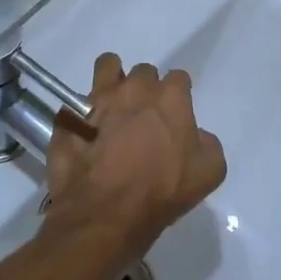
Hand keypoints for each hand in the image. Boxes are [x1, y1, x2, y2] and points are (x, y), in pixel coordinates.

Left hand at [42, 53, 226, 265]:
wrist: (106, 213)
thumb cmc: (162, 191)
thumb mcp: (209, 172)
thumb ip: (207, 143)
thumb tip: (194, 136)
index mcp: (170, 97)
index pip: (179, 78)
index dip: (178, 95)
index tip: (175, 115)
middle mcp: (134, 89)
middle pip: (143, 73)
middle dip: (146, 89)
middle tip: (144, 117)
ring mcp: (98, 99)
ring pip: (107, 67)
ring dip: (112, 79)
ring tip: (112, 104)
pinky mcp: (71, 117)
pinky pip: (76, 104)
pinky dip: (81, 114)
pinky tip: (86, 134)